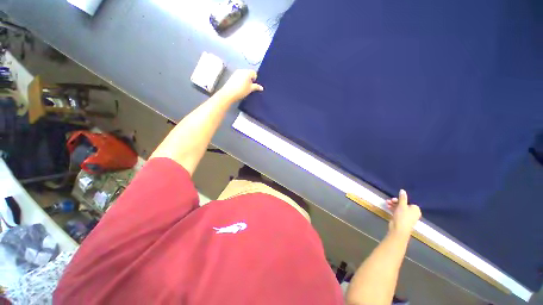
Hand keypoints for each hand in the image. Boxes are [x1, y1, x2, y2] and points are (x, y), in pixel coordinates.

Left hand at [219, 69, 263, 101]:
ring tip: (244, 87)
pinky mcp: (232, 76)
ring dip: (245, 80)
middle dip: (250, 79)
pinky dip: (240, 80)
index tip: (253, 85)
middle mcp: (242, 70)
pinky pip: (239, 77)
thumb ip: (256, 87)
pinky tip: (239, 87)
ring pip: (243, 75)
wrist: (229, 93)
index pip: (254, 73)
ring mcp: (236, 72)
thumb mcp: (250, 89)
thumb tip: (262, 88)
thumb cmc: (242, 90)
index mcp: (247, 72)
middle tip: (249, 87)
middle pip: (248, 73)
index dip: (255, 79)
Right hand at [386, 189, 420, 236]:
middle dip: (395, 202)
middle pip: (403, 205)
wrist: (399, 229)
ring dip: (393, 205)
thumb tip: (403, 190)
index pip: (408, 202)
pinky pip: (397, 212)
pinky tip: (387, 207)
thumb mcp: (402, 205)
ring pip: (399, 208)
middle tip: (389, 201)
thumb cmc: (402, 216)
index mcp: (415, 209)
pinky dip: (393, 209)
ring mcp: (407, 216)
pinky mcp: (401, 219)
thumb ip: (402, 198)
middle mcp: (413, 213)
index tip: (393, 199)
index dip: (400, 200)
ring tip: (386, 203)